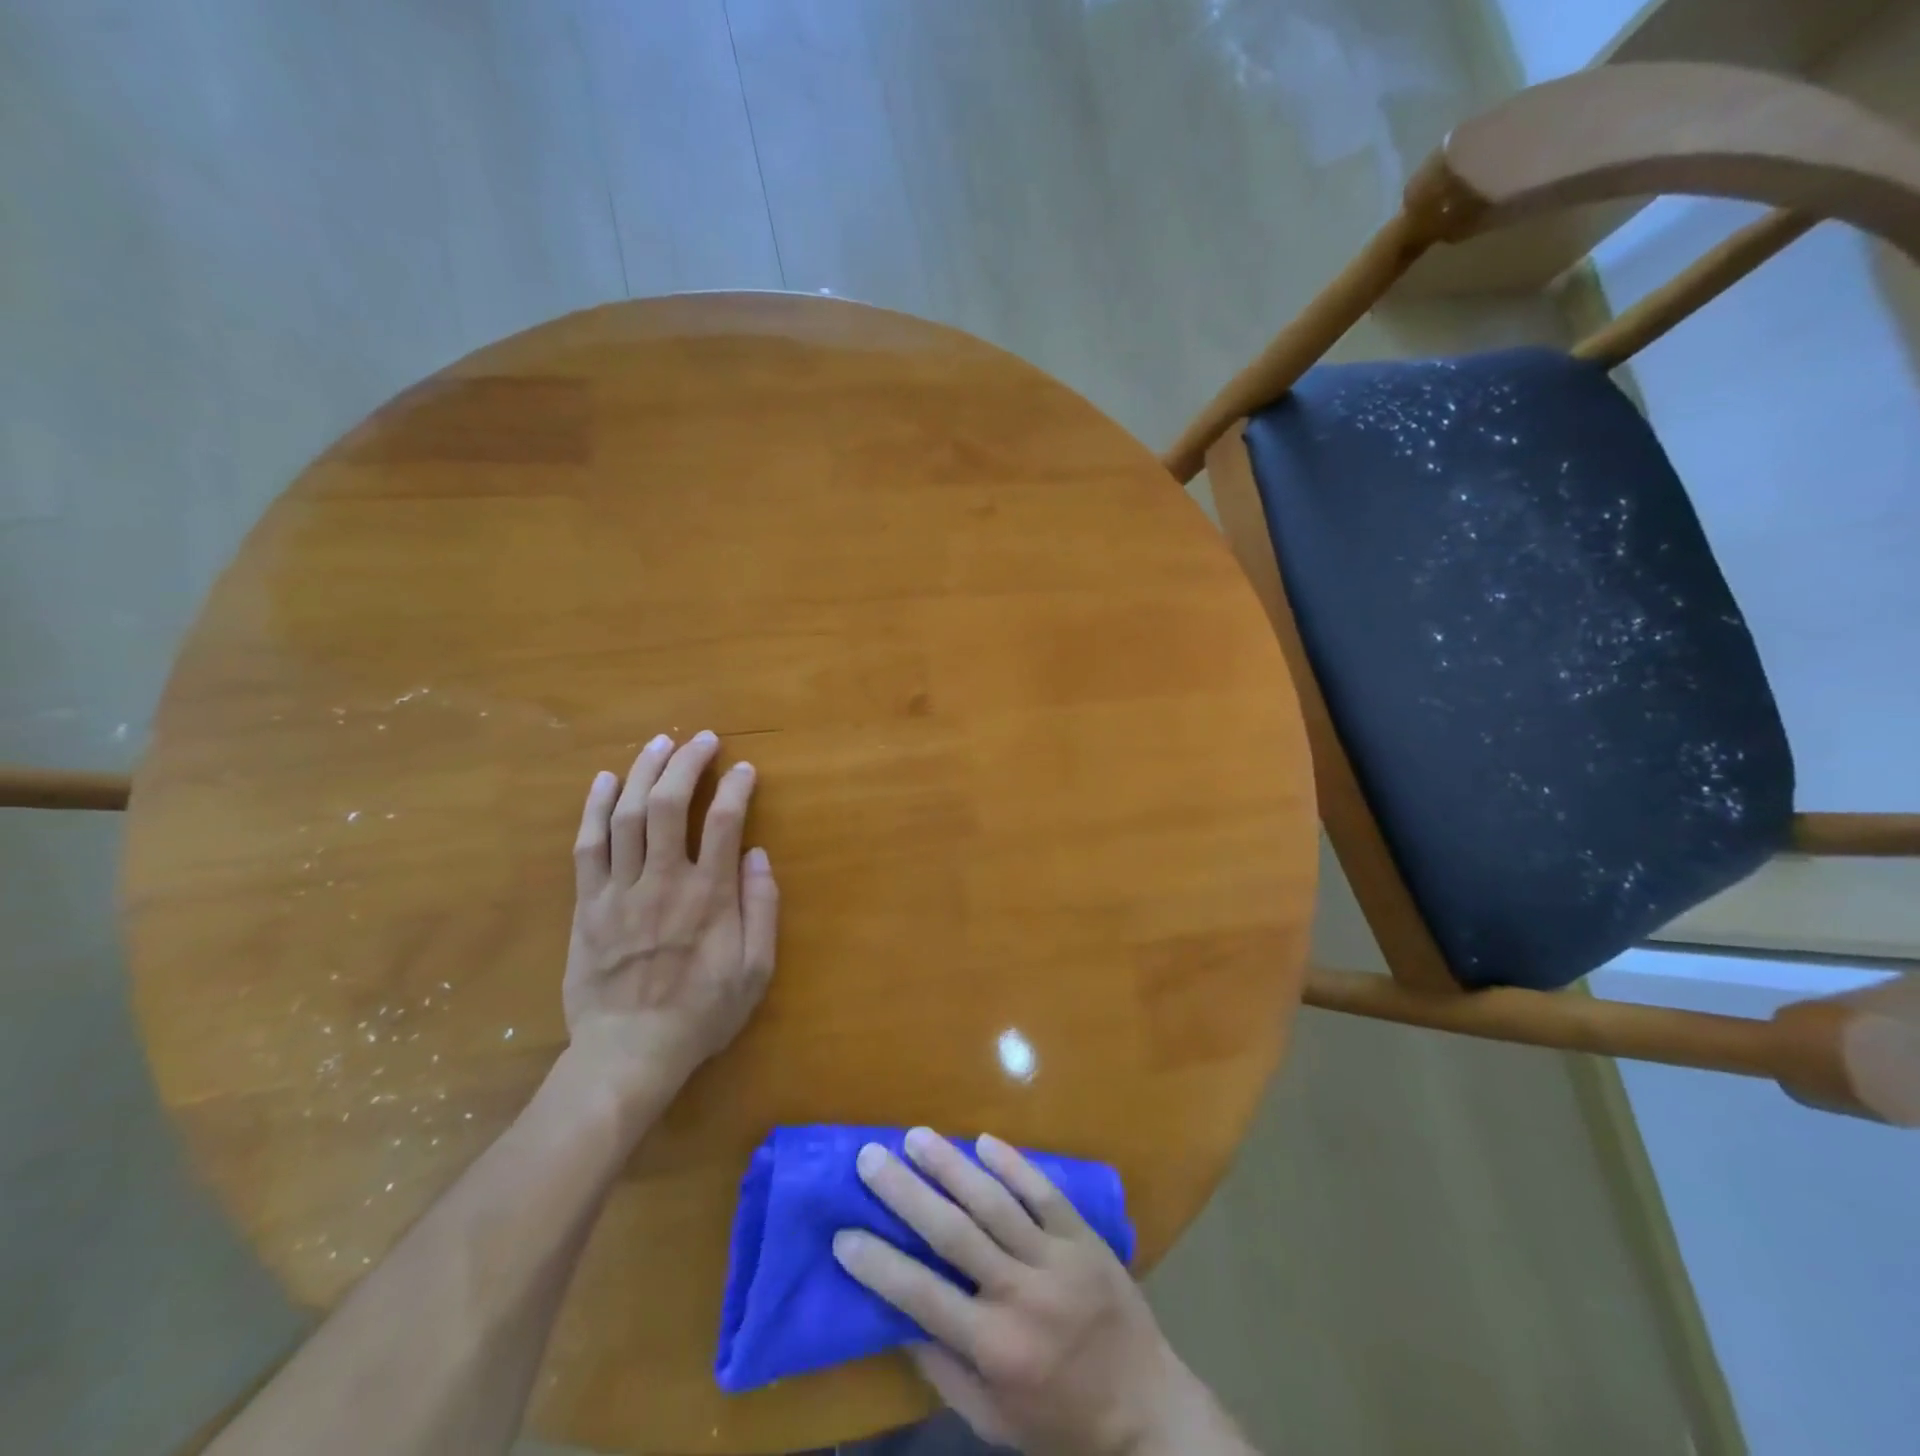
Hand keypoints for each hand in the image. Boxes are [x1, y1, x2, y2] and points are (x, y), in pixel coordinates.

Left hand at [563, 731, 778, 1108]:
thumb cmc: (701, 1013)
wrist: (628, 1053)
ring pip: (627, 816)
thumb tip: (758, 854)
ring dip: (643, 772)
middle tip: (700, 739)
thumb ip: (762, 909)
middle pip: (669, 805)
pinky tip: (605, 781)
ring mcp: (619, 890)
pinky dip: (595, 809)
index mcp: (709, 896)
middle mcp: (663, 881)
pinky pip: (588, 846)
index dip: (735, 787)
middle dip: (686, 763)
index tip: (744, 769)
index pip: (724, 822)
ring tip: (658, 743)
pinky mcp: (587, 904)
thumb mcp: (756, 971)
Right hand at [833, 1129, 1248, 1455]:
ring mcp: (1056, 1259)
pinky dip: (1013, 1164)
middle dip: (906, 1193)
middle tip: (871, 1157)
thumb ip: (944, 1370)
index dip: (880, 1265)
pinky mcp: (1083, 1236)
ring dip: (951, 1165)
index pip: (923, 1297)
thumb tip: (898, 1316)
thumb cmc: (1059, 1419)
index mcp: (994, 1348)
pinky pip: (1044, 1192)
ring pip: (995, 1202)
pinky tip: (984, 1142)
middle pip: (953, 1234)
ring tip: (916, 1136)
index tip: (844, 1233)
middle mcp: (1020, 1296)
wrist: (1146, 1407)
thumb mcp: (993, 1419)